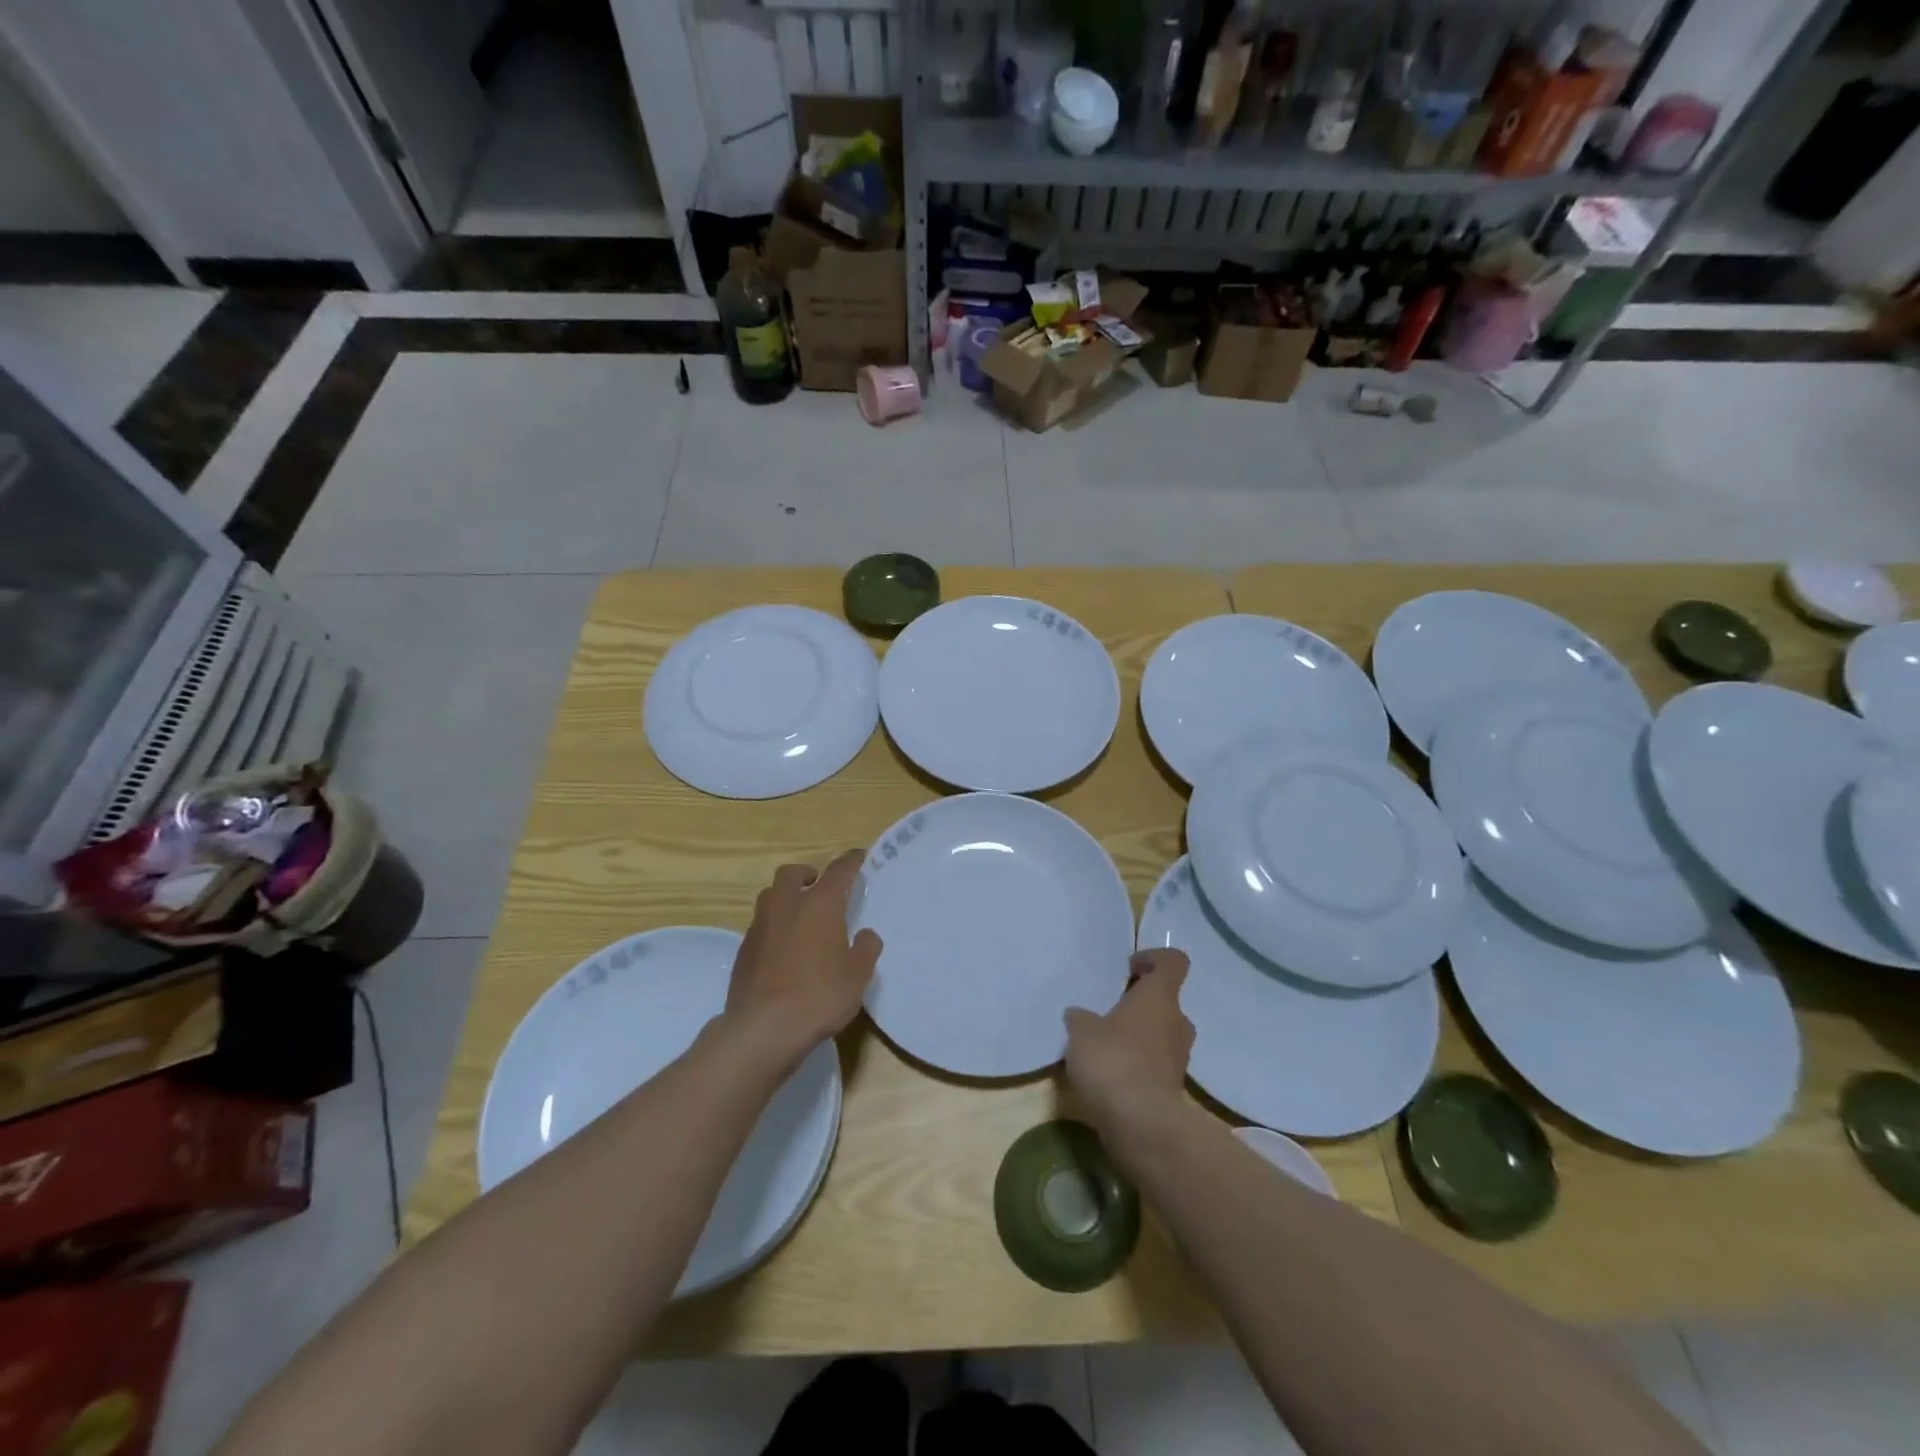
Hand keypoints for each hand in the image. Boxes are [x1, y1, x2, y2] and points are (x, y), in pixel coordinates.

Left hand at [723, 851, 882, 1066]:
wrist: (763, 1028)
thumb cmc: (819, 995)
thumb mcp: (857, 975)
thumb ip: (865, 949)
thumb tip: (865, 935)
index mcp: (819, 904)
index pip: (839, 870)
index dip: (851, 861)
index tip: (859, 858)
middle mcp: (787, 905)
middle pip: (792, 873)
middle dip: (807, 874)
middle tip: (820, 887)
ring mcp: (760, 926)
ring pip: (771, 896)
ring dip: (786, 898)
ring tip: (801, 919)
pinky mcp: (743, 950)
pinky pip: (761, 925)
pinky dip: (774, 927)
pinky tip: (784, 950)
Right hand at [1064, 949, 1192, 1142]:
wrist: (1141, 1125)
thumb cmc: (1113, 1061)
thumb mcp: (1081, 1032)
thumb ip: (1081, 1018)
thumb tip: (1079, 1016)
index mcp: (1159, 997)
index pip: (1173, 962)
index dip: (1153, 958)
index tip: (1128, 969)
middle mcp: (1177, 1022)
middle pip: (1165, 1000)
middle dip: (1139, 1003)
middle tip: (1109, 1012)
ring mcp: (1179, 1057)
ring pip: (1161, 1033)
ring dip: (1139, 1035)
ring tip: (1105, 1046)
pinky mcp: (1174, 1088)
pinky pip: (1156, 1064)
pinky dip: (1139, 1065)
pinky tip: (1111, 1076)